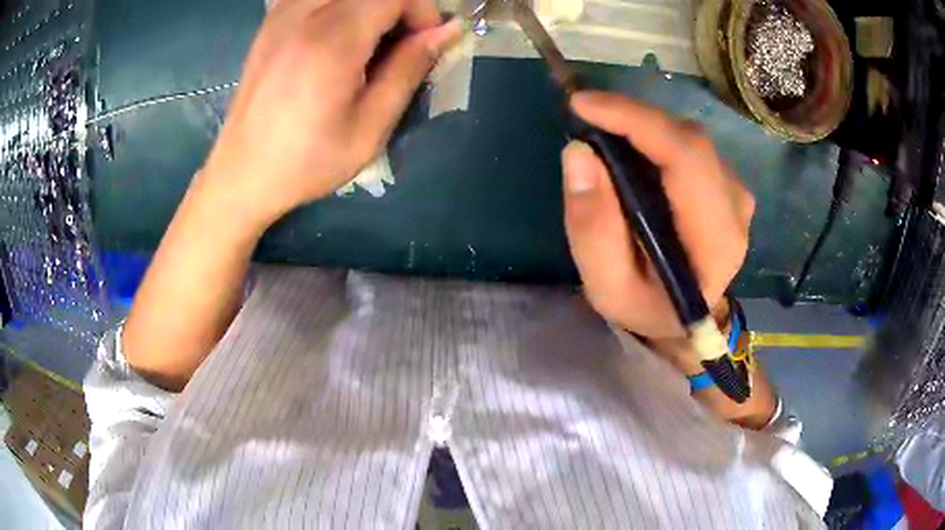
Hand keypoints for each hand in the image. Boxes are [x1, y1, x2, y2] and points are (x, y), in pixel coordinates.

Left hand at [201, 0, 460, 228]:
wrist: (241, 173)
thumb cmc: (306, 161)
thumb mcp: (370, 127)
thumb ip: (409, 69)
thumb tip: (448, 31)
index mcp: (333, 40)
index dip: (421, 11)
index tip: (422, 45)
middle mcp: (305, 14)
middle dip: (398, 7)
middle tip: (398, 45)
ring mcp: (282, 14)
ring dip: (369, 8)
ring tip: (367, 42)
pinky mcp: (271, 21)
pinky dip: (338, 8)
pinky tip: (335, 36)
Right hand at [562, 91, 753, 338]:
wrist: (683, 320)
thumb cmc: (646, 307)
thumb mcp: (607, 286)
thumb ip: (592, 228)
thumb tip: (578, 153)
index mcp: (715, 241)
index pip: (686, 160)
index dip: (636, 121)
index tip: (583, 104)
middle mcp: (736, 209)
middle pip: (689, 140)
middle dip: (633, 119)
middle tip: (586, 117)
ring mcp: (736, 193)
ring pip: (689, 137)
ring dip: (643, 127)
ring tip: (605, 135)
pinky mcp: (727, 185)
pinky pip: (690, 145)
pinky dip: (656, 137)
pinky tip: (633, 151)